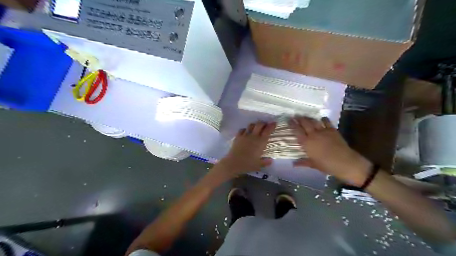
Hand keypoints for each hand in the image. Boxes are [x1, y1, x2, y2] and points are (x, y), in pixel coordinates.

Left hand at [216, 122, 275, 179]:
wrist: (233, 163)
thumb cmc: (247, 164)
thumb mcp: (259, 165)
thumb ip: (266, 162)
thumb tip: (271, 160)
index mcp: (260, 142)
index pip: (267, 131)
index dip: (271, 125)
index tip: (274, 123)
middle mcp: (253, 136)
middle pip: (259, 124)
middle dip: (263, 123)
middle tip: (266, 125)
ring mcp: (244, 135)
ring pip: (251, 125)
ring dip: (255, 125)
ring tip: (256, 128)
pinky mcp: (237, 137)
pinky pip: (242, 129)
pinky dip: (246, 129)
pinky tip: (246, 132)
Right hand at [290, 116, 371, 185]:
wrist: (346, 163)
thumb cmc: (327, 165)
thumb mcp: (313, 164)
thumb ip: (303, 162)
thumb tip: (293, 164)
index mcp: (307, 143)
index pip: (297, 131)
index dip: (292, 124)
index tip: (289, 120)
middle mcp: (313, 135)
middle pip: (304, 123)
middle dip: (299, 118)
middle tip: (295, 116)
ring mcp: (323, 131)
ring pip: (314, 121)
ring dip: (308, 118)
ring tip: (305, 116)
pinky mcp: (332, 130)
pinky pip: (326, 122)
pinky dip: (323, 119)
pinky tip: (321, 118)